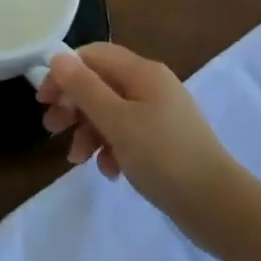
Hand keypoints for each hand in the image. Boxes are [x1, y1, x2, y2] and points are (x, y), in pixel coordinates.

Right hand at [36, 43, 243, 231]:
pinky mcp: (164, 141)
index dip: (65, 72)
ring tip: (77, 160)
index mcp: (142, 72)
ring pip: (112, 112)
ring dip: (89, 131)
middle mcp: (152, 85)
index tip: (43, 100)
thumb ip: (85, 88)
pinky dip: (112, 149)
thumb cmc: (163, 156)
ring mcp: (160, 114)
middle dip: (74, 105)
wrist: (217, 205)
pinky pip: (128, 135)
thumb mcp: (117, 121)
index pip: (94, 55)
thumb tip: (58, 57)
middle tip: (52, 130)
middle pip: (101, 83)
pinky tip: (110, 172)